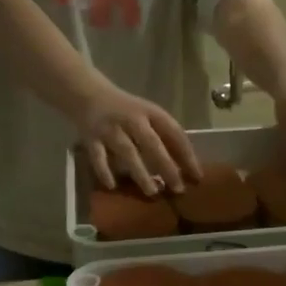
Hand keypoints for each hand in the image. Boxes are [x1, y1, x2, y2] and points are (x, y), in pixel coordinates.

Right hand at [80, 84, 202, 195]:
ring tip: (152, 192)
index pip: (174, 133)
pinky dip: (104, 171)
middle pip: (152, 144)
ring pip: (128, 151)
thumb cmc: (126, 111)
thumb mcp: (147, 116)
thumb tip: (186, 168)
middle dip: (167, 166)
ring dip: (141, 172)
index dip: (187, 155)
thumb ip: (164, 137)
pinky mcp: (91, 138)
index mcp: (151, 113)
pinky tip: (113, 186)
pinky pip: (98, 157)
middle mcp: (131, 119)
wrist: (87, 93)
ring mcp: (110, 129)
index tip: (198, 177)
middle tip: (178, 189)